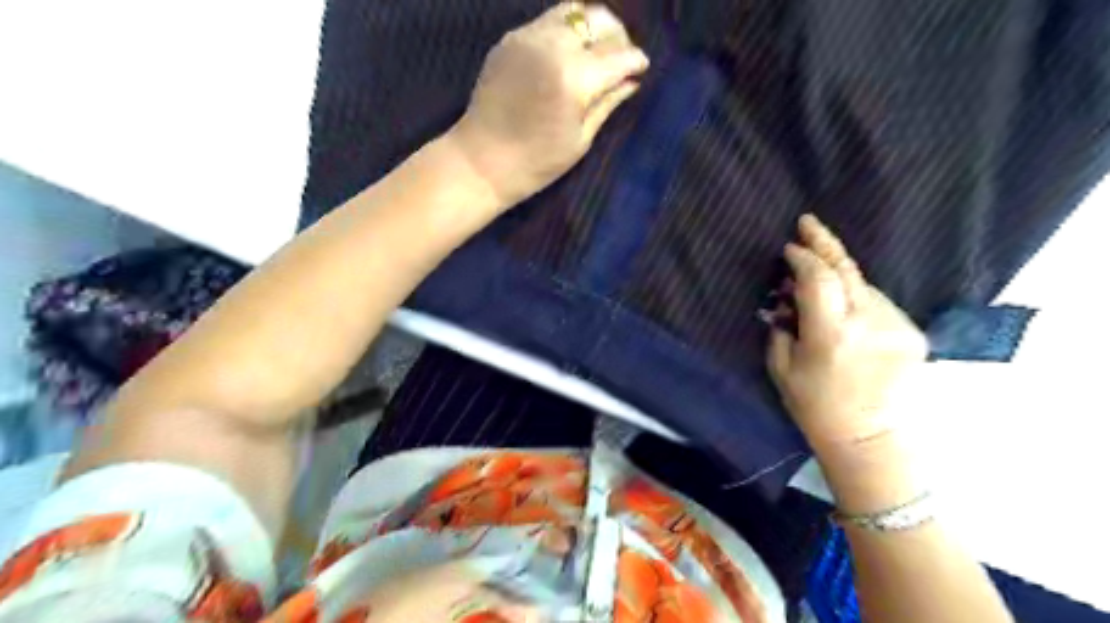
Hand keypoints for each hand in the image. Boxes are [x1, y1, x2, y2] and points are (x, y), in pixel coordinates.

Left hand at [445, 0, 646, 207]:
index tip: (641, 68)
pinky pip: (547, 21)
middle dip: (617, 36)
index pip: (618, 55)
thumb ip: (607, 103)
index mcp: (574, 77)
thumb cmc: (536, 163)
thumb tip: (631, 81)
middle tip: (620, 59)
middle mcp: (552, 45)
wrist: (482, 161)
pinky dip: (565, 32)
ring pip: (572, 11)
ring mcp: (527, 37)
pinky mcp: (509, 39)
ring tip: (595, 52)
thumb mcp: (580, 139)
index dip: (636, 61)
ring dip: (590, 27)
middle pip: (598, 19)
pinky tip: (566, 57)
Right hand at [764, 216, 930, 454]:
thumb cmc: (815, 406)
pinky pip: (877, 301)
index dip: (803, 258)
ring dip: (840, 276)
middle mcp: (868, 323)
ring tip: (819, 280)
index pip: (819, 278)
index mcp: (831, 334)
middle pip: (848, 270)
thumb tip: (786, 298)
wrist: (869, 437)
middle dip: (825, 244)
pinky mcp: (911, 333)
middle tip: (808, 223)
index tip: (789, 247)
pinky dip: (857, 296)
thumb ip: (783, 326)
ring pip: (863, 284)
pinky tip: (844, 309)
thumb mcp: (782, 367)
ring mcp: (896, 326)